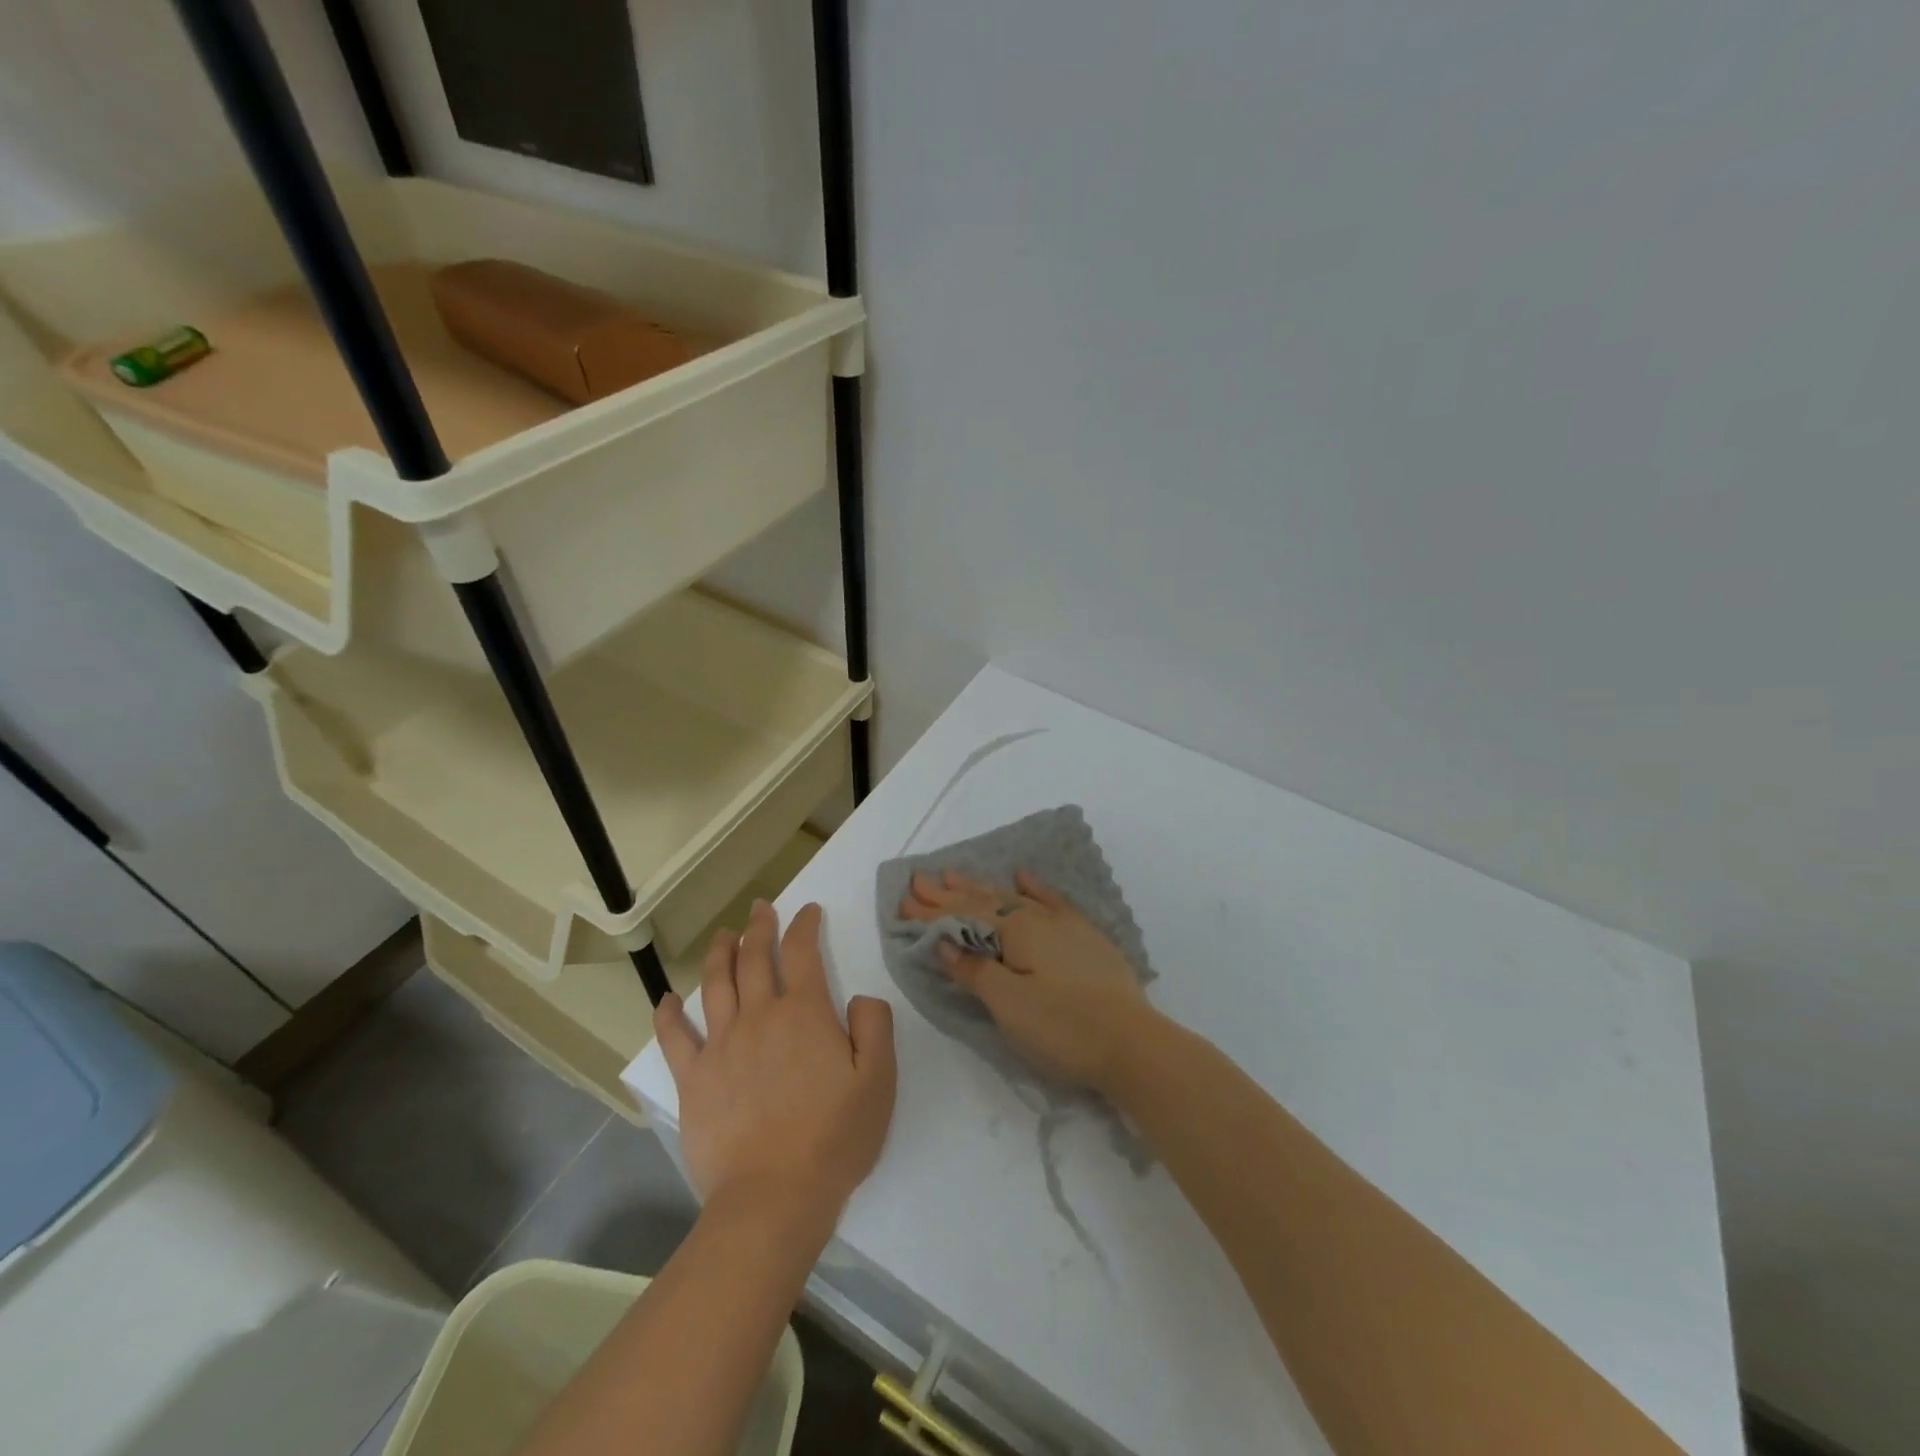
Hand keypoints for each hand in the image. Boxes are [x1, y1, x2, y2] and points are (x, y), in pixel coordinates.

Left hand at [656, 901, 896, 1231]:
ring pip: (716, 984)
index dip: (805, 925)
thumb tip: (860, 997)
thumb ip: (875, 1025)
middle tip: (760, 908)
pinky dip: (669, 1015)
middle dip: (760, 927)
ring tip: (724, 935)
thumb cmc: (834, 1137)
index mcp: (805, 1013)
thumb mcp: (879, 1079)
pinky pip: (675, 1038)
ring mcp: (721, 1046)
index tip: (807, 910)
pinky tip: (666, 1000)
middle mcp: (760, 1016)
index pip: (803, 952)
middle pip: (755, 958)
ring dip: (720, 953)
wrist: (774, 1196)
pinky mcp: (694, 1079)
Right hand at [900, 868, 1160, 1095]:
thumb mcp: (1009, 1005)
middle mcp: (1037, 919)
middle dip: (949, 893)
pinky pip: (1052, 901)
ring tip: (955, 874)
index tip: (904, 899)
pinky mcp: (1085, 938)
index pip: (964, 917)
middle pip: (985, 901)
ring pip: (1013, 898)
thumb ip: (975, 970)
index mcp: (1016, 933)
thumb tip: (944, 942)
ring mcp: (1064, 926)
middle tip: (919, 880)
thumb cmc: (1063, 1029)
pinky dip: (1034, 888)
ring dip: (982, 887)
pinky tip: (1023, 876)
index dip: (932, 911)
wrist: (1133, 1045)